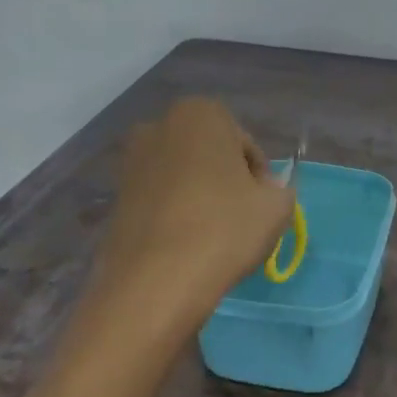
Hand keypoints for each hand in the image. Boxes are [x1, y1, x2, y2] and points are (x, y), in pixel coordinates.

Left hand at [95, 99, 295, 323]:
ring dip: (199, 196)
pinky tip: (186, 243)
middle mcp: (159, 126)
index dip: (258, 176)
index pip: (245, 143)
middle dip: (225, 179)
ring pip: (182, 176)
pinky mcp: (115, 196)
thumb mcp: (277, 207)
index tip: (261, 205)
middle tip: (240, 217)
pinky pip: (159, 199)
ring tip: (212, 235)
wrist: (154, 282)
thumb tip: (265, 189)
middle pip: (209, 154)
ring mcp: (131, 161)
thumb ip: (280, 188)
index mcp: (201, 114)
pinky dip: (174, 213)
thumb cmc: (224, 229)